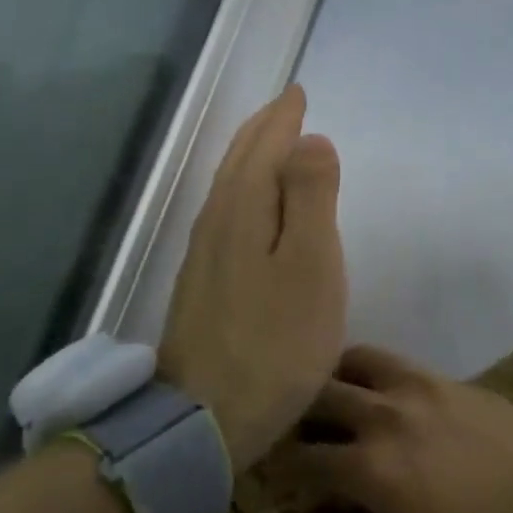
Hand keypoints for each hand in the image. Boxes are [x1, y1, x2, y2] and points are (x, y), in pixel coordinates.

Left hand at [158, 84, 345, 471]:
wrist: (207, 419)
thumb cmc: (275, 342)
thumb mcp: (309, 265)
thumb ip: (310, 197)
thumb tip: (309, 141)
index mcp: (242, 210)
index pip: (263, 148)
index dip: (283, 119)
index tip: (297, 93)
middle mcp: (215, 225)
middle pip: (239, 164)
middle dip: (262, 132)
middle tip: (284, 109)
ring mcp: (203, 259)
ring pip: (228, 191)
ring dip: (250, 161)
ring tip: (269, 147)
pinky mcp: (202, 290)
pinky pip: (226, 220)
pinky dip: (243, 197)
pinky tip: (249, 213)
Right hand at [264, 344, 512, 512]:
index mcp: (371, 468)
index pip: (301, 457)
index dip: (278, 465)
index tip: (272, 469)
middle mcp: (385, 414)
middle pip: (319, 396)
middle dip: (296, 412)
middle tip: (295, 428)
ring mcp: (418, 386)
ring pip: (354, 360)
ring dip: (333, 377)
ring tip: (332, 397)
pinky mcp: (445, 376)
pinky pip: (393, 361)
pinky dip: (370, 371)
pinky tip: (375, 391)